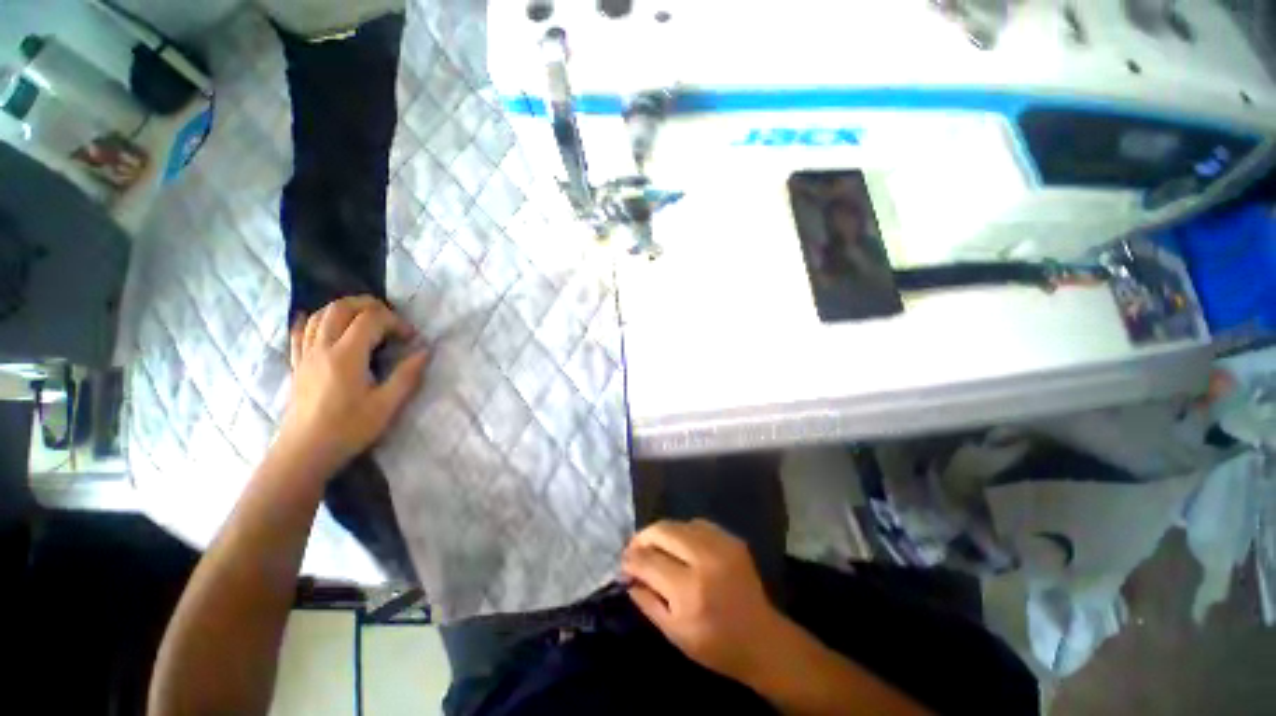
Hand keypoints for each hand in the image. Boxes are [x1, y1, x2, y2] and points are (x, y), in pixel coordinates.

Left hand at [277, 296, 428, 475]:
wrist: (304, 452)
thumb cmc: (349, 429)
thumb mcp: (387, 405)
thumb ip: (408, 375)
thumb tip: (426, 351)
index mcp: (347, 356)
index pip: (371, 320)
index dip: (396, 322)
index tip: (411, 338)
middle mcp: (322, 347)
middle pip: (341, 307)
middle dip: (369, 305)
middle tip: (391, 318)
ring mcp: (305, 354)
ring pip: (320, 315)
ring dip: (344, 308)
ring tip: (365, 319)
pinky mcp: (297, 364)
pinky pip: (299, 332)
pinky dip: (312, 320)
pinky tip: (318, 320)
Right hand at [622, 519, 791, 682]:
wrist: (762, 639)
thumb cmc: (715, 646)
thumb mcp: (674, 633)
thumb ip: (647, 600)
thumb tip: (628, 575)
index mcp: (689, 591)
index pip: (649, 561)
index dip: (631, 559)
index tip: (623, 561)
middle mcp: (705, 560)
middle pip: (663, 531)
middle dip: (643, 537)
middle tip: (634, 548)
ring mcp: (721, 545)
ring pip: (679, 523)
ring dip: (662, 533)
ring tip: (654, 546)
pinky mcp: (732, 539)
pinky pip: (698, 524)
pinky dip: (682, 531)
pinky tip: (679, 545)